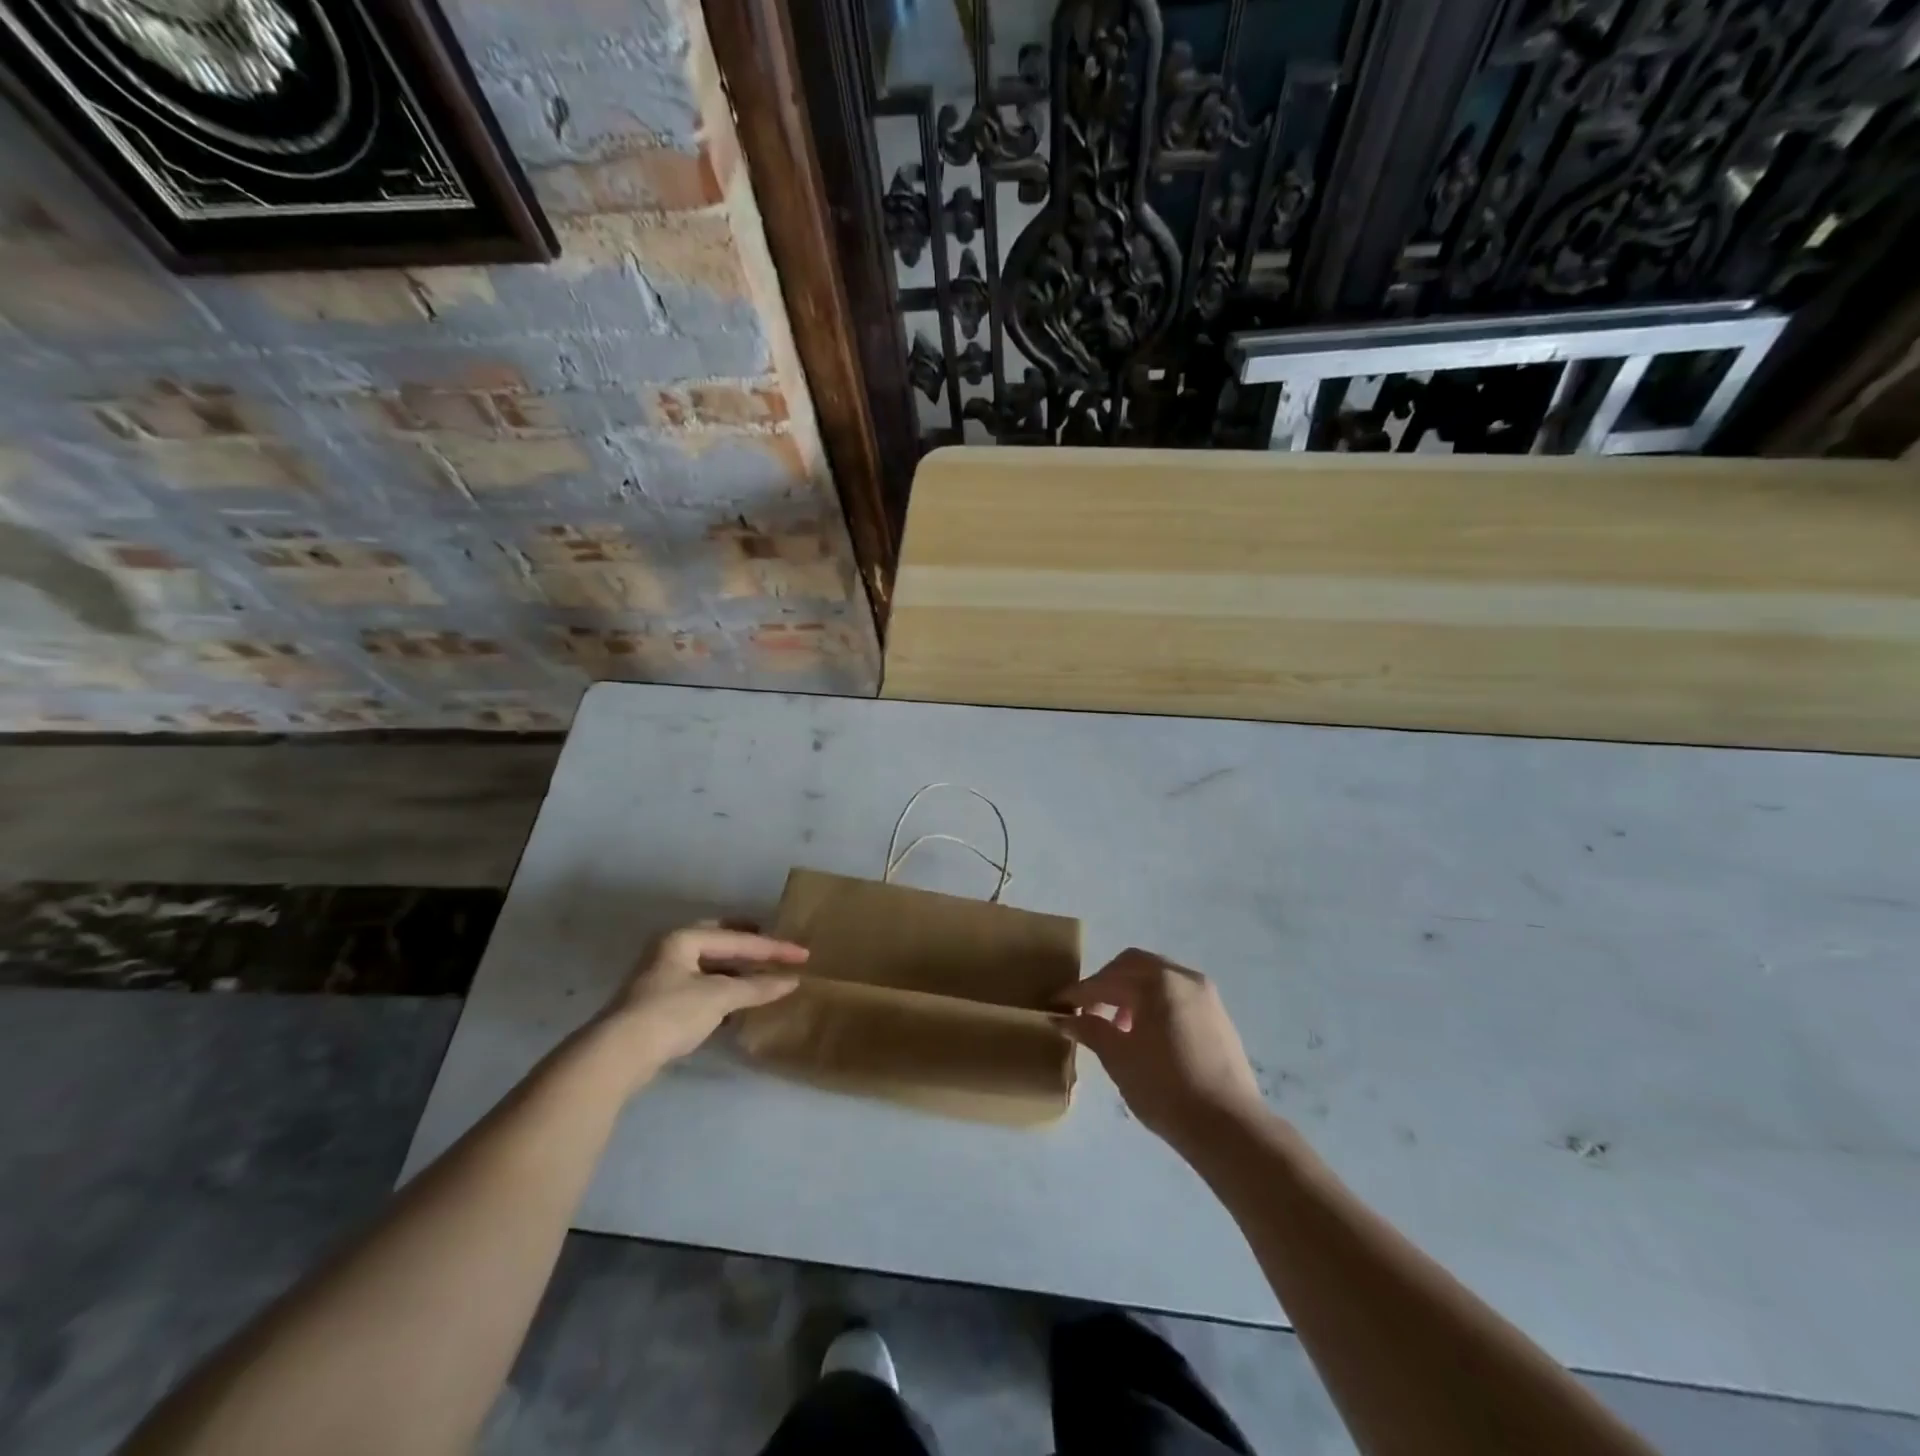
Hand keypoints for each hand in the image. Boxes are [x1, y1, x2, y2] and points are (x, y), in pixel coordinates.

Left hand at [599, 925, 806, 1072]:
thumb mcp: (719, 997)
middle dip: (749, 945)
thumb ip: (757, 987)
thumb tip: (792, 980)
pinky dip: (723, 988)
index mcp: (684, 937)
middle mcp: (671, 949)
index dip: (773, 948)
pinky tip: (738, 1000)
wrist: (617, 1055)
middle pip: (720, 941)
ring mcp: (662, 976)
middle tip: (776, 948)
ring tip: (764, 974)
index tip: (804, 954)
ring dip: (737, 970)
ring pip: (709, 965)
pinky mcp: (659, 1002)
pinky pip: (701, 985)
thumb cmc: (671, 1013)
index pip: (738, 938)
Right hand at [1060, 949, 1266, 1147]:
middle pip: (1134, 966)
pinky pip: (1176, 995)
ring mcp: (1205, 995)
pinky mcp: (1218, 1016)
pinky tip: (1145, 1034)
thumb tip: (1063, 1018)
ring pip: (1158, 979)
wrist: (1228, 1126)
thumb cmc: (1164, 1087)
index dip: (1079, 992)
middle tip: (1086, 1009)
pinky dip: (1154, 1003)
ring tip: (1116, 1025)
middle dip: (1106, 983)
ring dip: (1131, 993)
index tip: (1057, 1005)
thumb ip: (1090, 1030)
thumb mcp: (1118, 1058)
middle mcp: (1183, 977)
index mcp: (1157, 981)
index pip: (1107, 980)